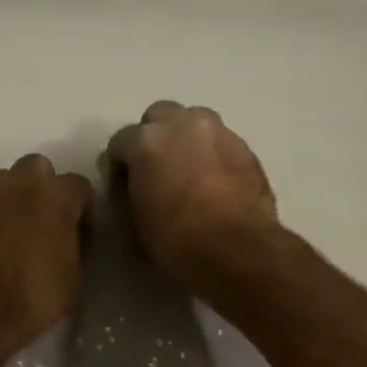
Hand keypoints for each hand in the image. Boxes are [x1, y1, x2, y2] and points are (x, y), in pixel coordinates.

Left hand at [0, 155, 93, 360]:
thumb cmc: (32, 297)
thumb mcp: (73, 276)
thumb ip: (74, 242)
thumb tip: (69, 233)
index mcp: (56, 197)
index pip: (79, 184)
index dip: (81, 204)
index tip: (79, 224)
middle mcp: (21, 184)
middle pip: (38, 167)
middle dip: (44, 185)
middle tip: (45, 217)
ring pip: (6, 179)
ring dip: (15, 194)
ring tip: (16, 226)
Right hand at [108, 101, 279, 288]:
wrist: (239, 250)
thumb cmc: (176, 240)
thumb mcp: (135, 220)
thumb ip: (131, 191)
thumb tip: (136, 186)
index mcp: (146, 141)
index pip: (120, 142)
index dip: (119, 165)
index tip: (124, 186)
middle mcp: (182, 124)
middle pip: (159, 116)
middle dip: (154, 137)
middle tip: (156, 168)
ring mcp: (218, 132)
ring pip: (193, 123)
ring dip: (186, 140)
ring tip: (187, 171)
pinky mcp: (246, 148)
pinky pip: (219, 143)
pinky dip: (211, 155)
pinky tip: (213, 182)